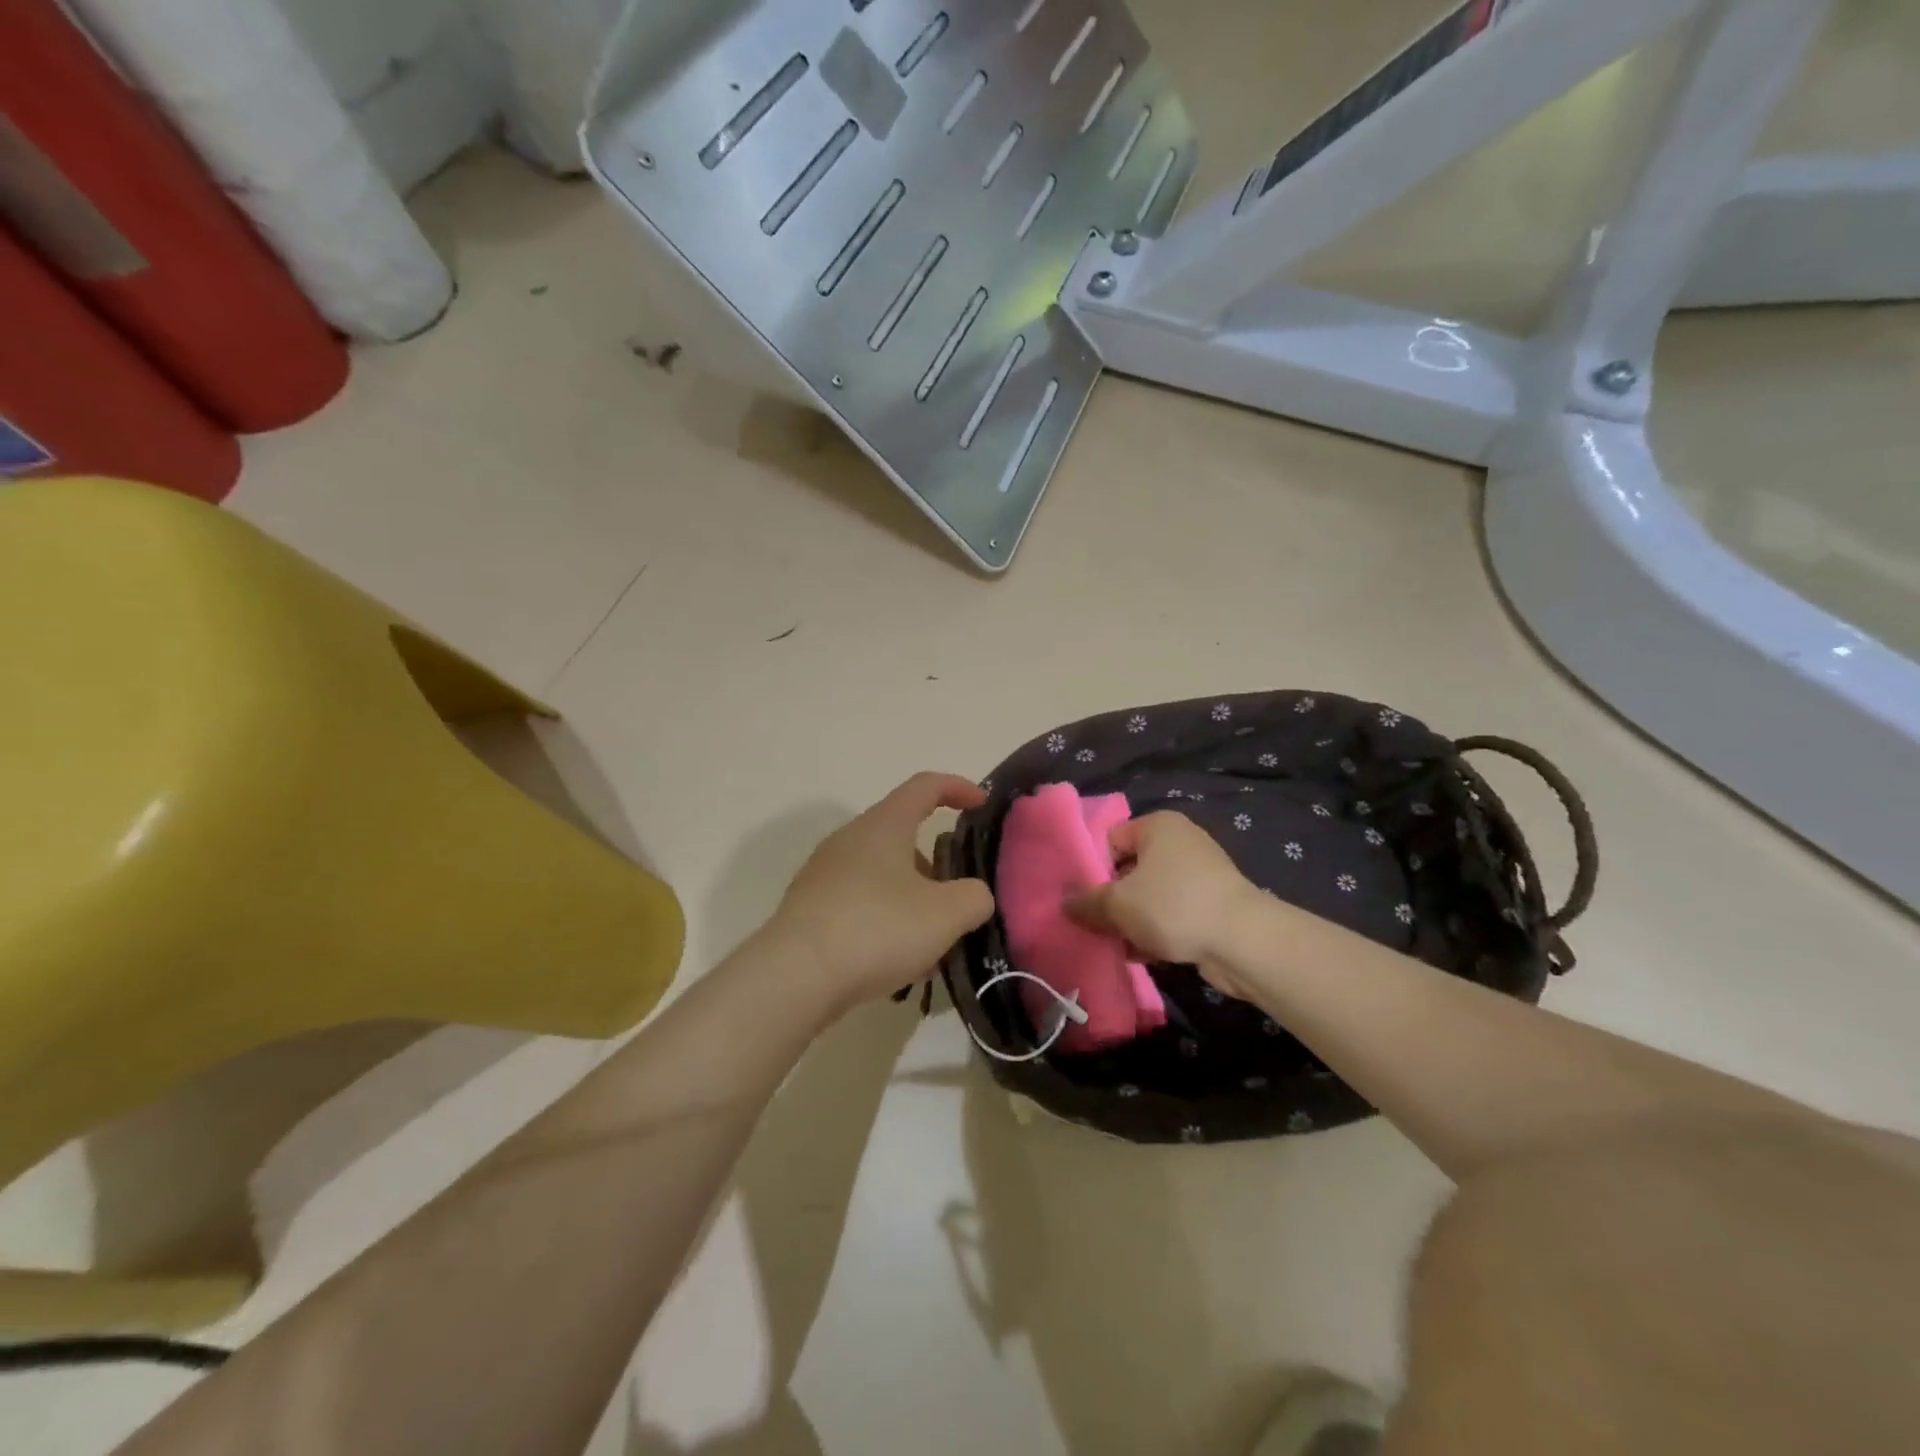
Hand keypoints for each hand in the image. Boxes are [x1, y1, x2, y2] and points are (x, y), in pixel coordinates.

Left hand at [771, 772, 995, 1013]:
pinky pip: (860, 903)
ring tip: (931, 947)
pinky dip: (886, 921)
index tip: (981, 804)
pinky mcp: (810, 908)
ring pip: (883, 875)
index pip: (925, 786)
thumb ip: (974, 897)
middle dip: (936, 866)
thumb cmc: (877, 929)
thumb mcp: (946, 914)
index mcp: (884, 825)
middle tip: (957, 901)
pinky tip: (896, 964)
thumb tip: (972, 896)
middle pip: (903, 836)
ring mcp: (824, 873)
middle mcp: (850, 839)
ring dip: (913, 900)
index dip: (958, 788)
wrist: (794, 976)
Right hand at [1067, 812, 1265, 994]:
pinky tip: (1141, 954)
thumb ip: (1086, 902)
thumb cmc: (1173, 906)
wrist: (1243, 941)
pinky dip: (1156, 931)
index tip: (1082, 899)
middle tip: (1093, 924)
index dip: (1093, 868)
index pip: (1111, 839)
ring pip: (1150, 895)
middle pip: (1130, 869)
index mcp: (1158, 825)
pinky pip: (1172, 913)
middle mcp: (1180, 842)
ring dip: (1132, 920)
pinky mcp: (1212, 905)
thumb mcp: (1118, 904)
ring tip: (1114, 943)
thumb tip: (1064, 903)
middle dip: (1111, 899)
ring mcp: (1200, 874)